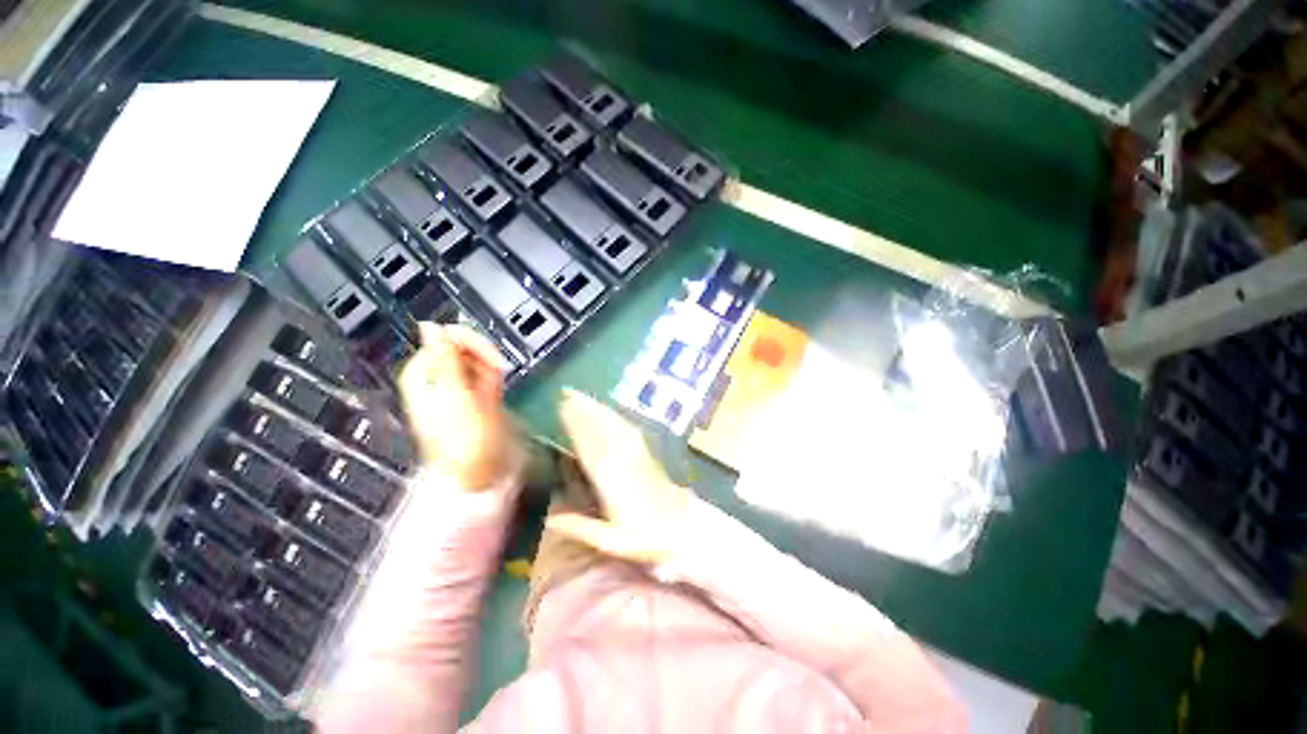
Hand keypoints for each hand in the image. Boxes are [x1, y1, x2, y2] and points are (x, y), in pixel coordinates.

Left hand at [398, 323, 511, 488]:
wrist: (477, 470)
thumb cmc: (462, 435)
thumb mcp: (454, 394)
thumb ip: (444, 358)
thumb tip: (431, 325)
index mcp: (423, 374)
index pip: (444, 339)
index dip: (469, 343)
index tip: (490, 357)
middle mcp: (438, 377)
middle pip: (462, 348)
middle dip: (483, 359)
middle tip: (495, 374)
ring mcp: (457, 386)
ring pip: (477, 361)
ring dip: (490, 372)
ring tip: (493, 393)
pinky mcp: (473, 395)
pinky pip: (485, 375)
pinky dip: (493, 380)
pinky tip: (495, 394)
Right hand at [545, 390, 690, 565]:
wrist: (683, 527)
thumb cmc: (645, 538)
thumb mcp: (610, 540)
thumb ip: (579, 527)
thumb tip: (548, 517)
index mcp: (611, 479)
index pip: (589, 445)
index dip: (576, 425)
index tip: (562, 408)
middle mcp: (624, 459)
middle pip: (601, 429)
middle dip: (583, 409)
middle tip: (566, 393)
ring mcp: (637, 453)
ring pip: (614, 424)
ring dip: (598, 408)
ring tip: (582, 396)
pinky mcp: (647, 452)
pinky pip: (628, 428)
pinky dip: (615, 417)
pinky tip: (608, 411)